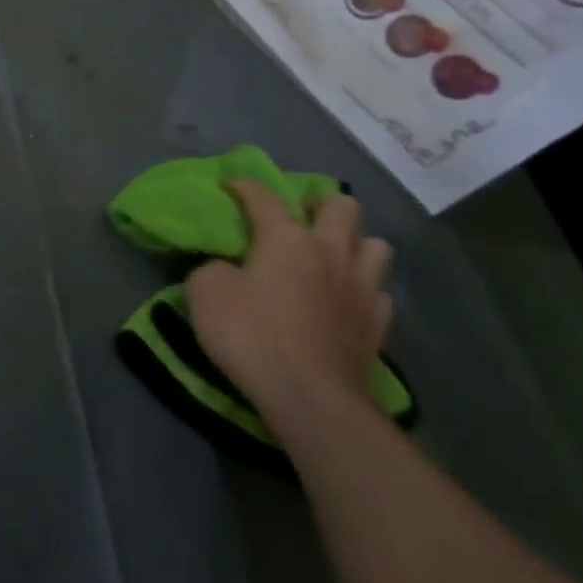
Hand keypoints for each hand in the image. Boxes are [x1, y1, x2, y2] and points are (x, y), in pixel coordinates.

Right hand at [183, 181, 393, 426]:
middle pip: (342, 207)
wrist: (311, 397)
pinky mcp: (378, 326)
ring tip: (330, 258)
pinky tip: (344, 301)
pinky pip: (379, 292)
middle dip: (320, 205)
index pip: (263, 196)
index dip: (244, 186)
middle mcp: (331, 252)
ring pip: (375, 245)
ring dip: (353, 244)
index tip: (230, 186)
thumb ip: (213, 269)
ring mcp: (362, 288)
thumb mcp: (204, 291)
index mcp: (287, 237)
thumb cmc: (251, 334)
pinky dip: (363, 289)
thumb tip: (228, 269)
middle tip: (298, 220)